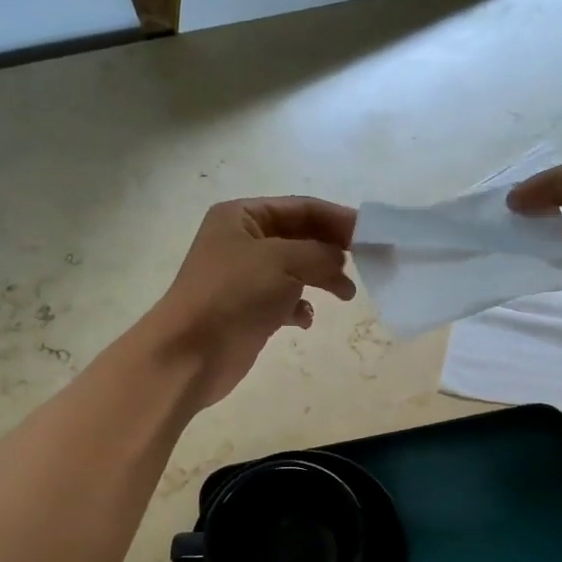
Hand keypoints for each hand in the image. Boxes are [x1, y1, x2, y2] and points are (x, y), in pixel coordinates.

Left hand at [146, 197, 357, 405]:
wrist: (190, 353)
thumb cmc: (234, 295)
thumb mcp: (284, 261)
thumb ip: (320, 253)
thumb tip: (339, 258)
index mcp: (242, 217)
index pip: (301, 208)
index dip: (337, 219)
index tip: (371, 235)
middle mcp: (242, 242)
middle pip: (300, 237)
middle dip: (332, 250)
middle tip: (366, 264)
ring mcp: (244, 278)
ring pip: (295, 270)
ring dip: (322, 279)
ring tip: (346, 295)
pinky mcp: (248, 310)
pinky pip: (284, 300)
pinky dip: (300, 307)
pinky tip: (305, 320)